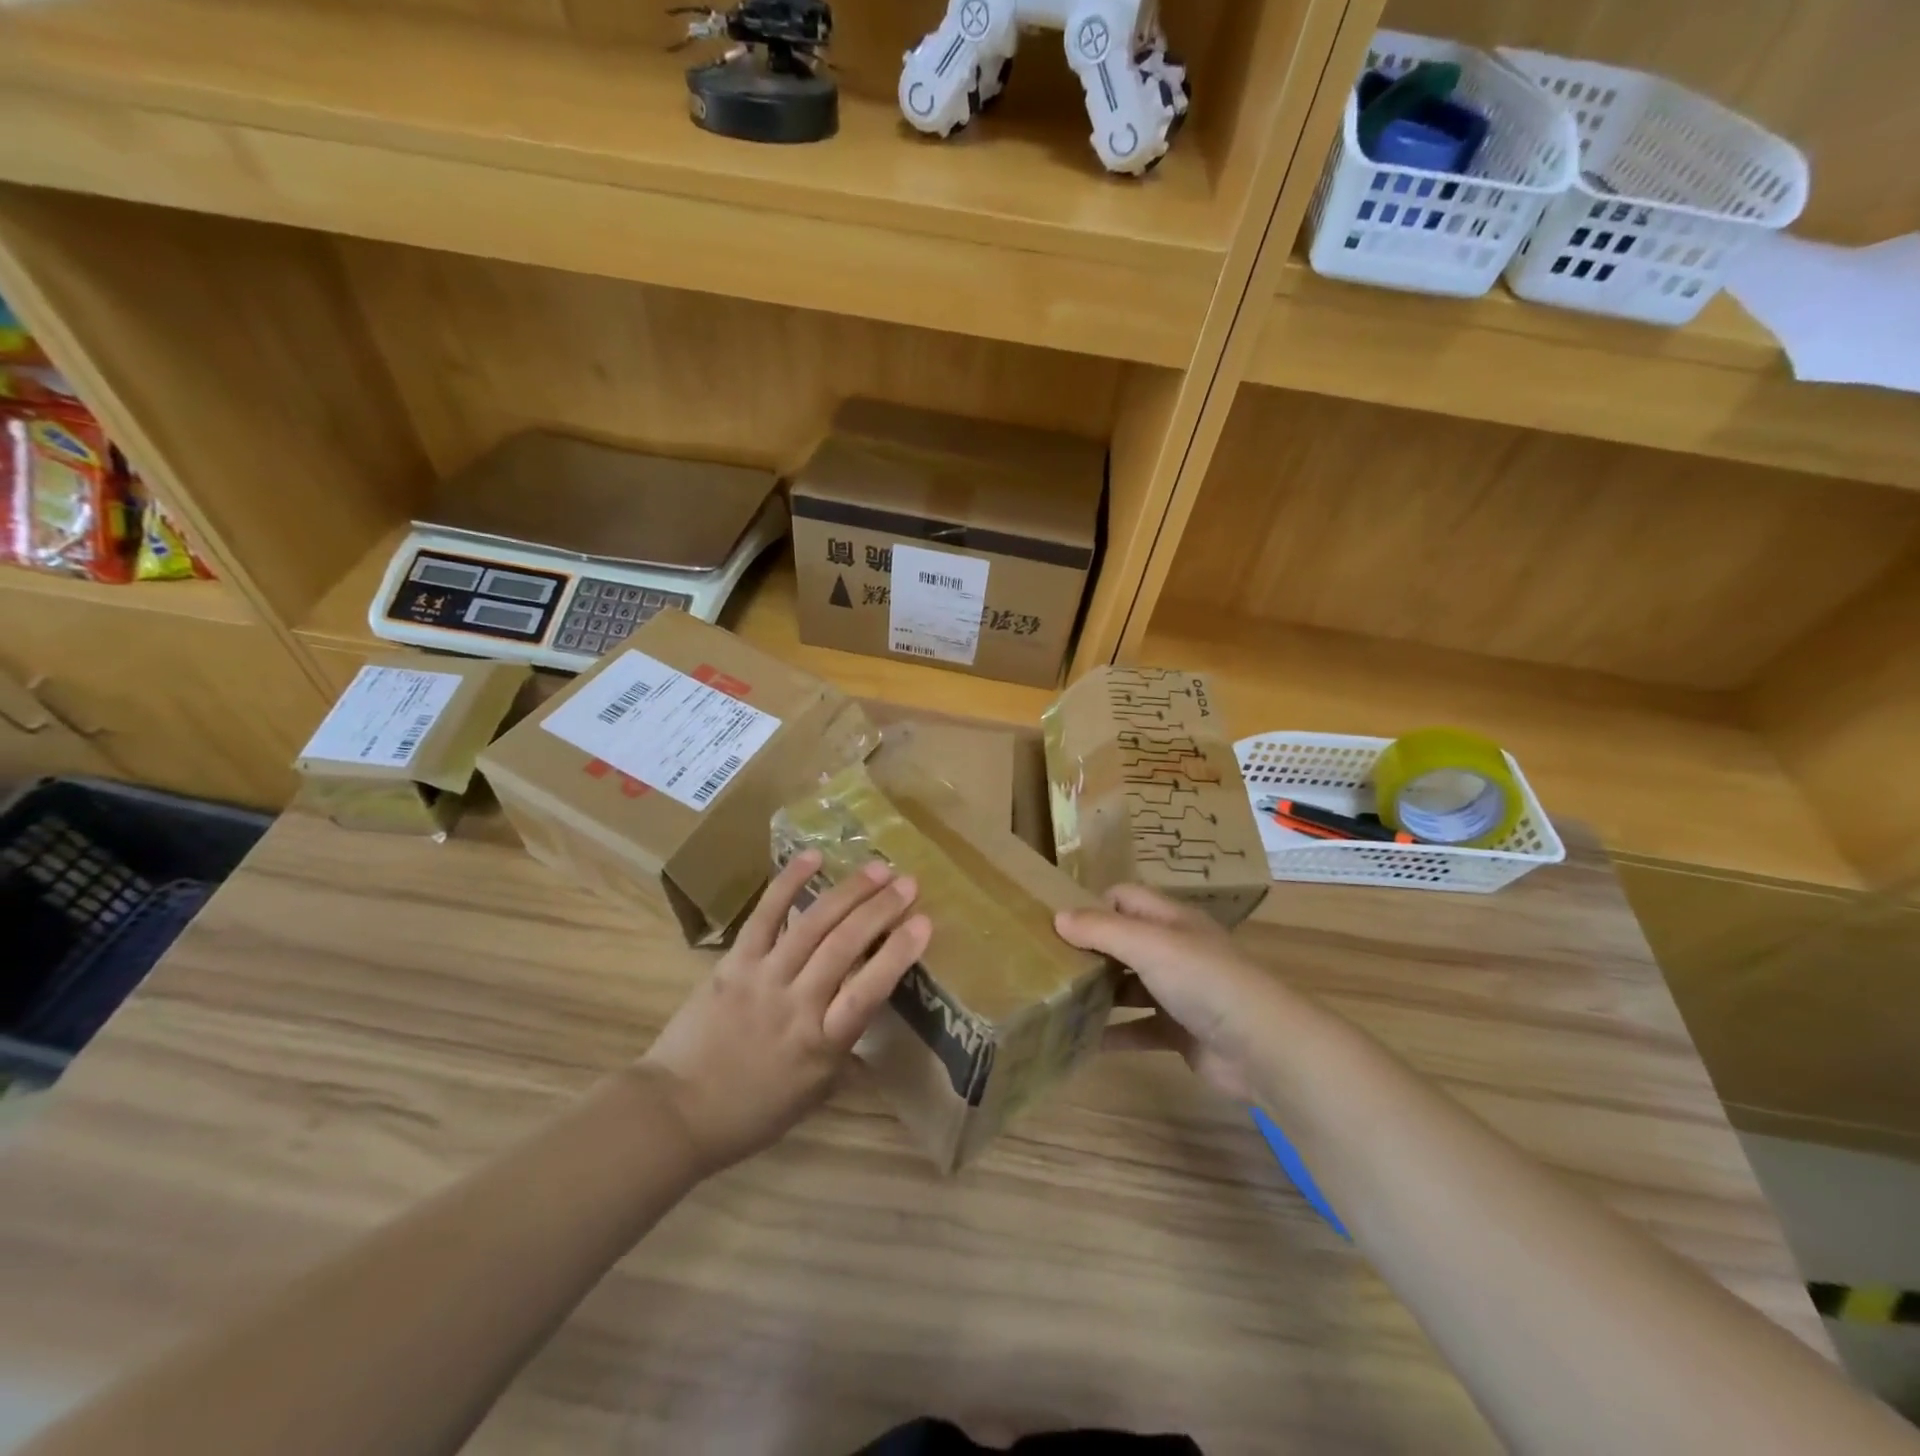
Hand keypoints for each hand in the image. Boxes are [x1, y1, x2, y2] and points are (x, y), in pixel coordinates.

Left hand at [639, 851, 929, 1174]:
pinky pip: (765, 916)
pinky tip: (813, 857)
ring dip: (849, 892)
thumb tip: (872, 1030)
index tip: (924, 922)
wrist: (676, 1111)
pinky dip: (788, 883)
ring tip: (878, 868)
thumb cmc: (751, 1112)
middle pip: (845, 946)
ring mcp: (764, 977)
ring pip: (813, 925)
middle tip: (909, 883)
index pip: (869, 990)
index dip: (898, 952)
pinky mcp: (734, 962)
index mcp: (823, 1043)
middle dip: (882, 910)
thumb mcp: (812, 1095)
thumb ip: (845, 1057)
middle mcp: (798, 1003)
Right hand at [1055, 885, 1281, 1102]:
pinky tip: (1082, 1041)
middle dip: (1089, 951)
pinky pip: (1138, 1028)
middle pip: (1123, 942)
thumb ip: (1102, 930)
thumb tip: (1057, 916)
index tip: (1056, 925)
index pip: (1124, 898)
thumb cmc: (1204, 981)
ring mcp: (1178, 992)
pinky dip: (1114, 1033)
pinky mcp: (1179, 1031)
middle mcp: (1174, 950)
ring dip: (1098, 992)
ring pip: (1128, 985)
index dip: (1093, 906)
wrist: (1263, 1047)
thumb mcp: (1149, 945)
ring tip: (1056, 1000)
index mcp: (1170, 920)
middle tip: (1047, 964)